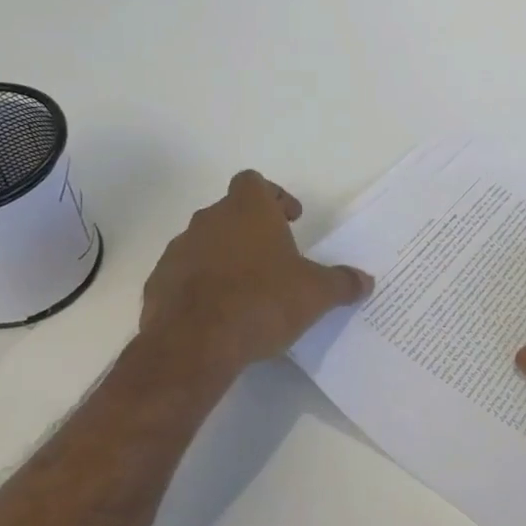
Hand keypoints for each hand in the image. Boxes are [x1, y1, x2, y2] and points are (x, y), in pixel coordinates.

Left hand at [139, 170, 372, 380]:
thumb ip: (342, 283)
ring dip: (224, 256)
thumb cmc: (262, 301)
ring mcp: (179, 250)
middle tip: (274, 257)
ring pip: (205, 242)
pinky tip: (217, 312)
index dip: (274, 196)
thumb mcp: (315, 294)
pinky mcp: (158, 283)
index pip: (254, 182)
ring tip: (246, 288)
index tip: (291, 220)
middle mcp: (209, 220)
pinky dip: (199, 284)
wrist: (195, 343)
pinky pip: (184, 274)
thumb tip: (366, 281)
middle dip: (251, 229)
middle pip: (230, 211)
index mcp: (248, 210)